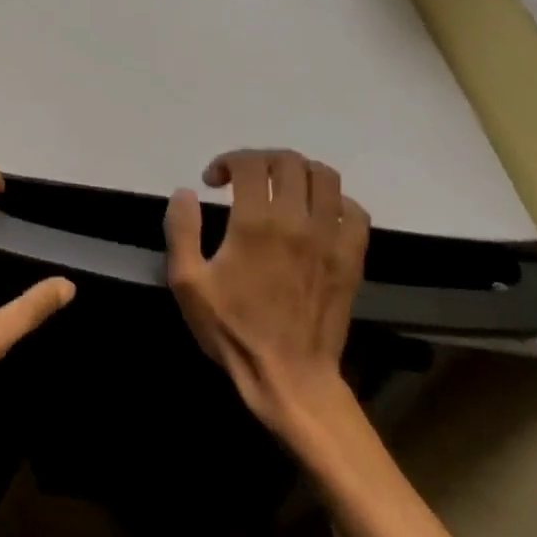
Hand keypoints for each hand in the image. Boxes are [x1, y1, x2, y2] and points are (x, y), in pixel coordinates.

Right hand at [164, 149, 369, 435]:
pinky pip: (354, 212)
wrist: (289, 376)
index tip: (212, 182)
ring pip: (326, 178)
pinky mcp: (351, 260)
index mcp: (256, 224)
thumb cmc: (232, 328)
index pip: (250, 163)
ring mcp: (331, 240)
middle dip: (260, 160)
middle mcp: (298, 222)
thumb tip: (186, 192)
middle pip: (290, 162)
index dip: (226, 161)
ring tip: (278, 189)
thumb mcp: (187, 281)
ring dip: (298, 173)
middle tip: (242, 179)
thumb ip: (181, 229)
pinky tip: (314, 215)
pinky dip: (334, 202)